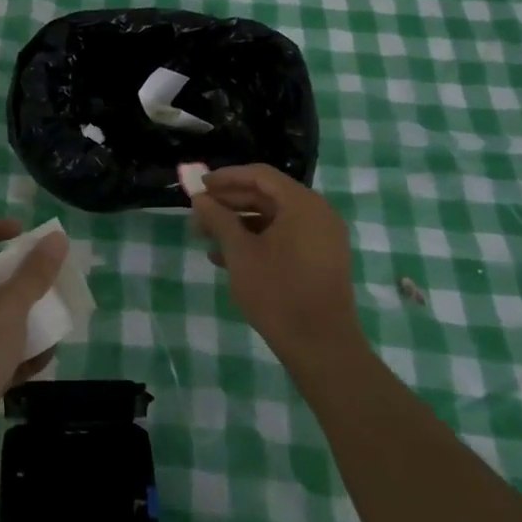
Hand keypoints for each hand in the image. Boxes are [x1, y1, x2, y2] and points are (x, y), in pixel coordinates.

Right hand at [191, 165, 361, 364]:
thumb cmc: (278, 292)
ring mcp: (322, 238)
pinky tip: (226, 258)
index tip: (200, 186)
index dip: (226, 177)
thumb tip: (200, 198)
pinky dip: (257, 241)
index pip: (260, 175)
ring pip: (273, 219)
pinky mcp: (320, 260)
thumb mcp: (240, 252)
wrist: (321, 346)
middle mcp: (317, 213)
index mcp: (302, 204)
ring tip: (207, 238)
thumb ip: (218, 219)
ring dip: (239, 224)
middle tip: (199, 215)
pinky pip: (285, 238)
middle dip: (230, 203)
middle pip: (267, 195)